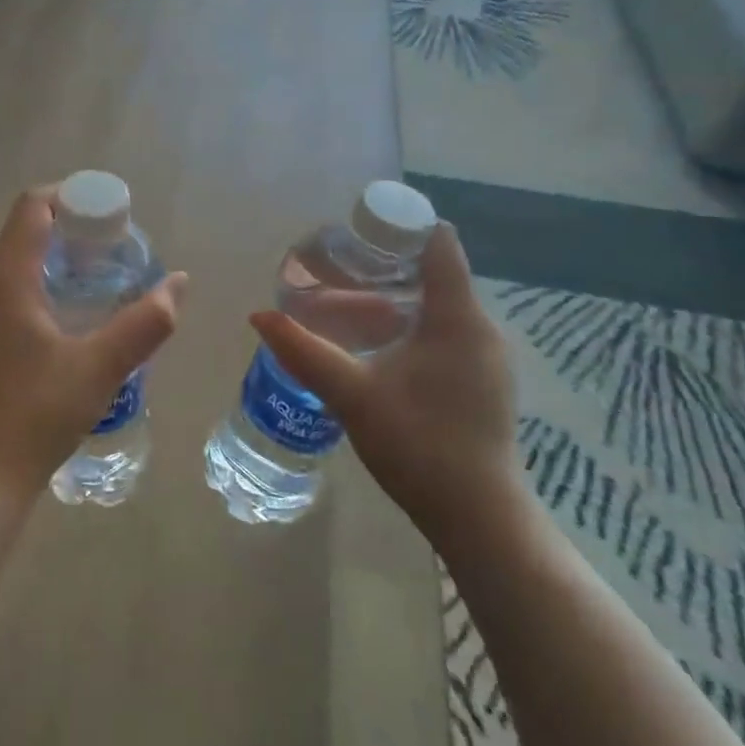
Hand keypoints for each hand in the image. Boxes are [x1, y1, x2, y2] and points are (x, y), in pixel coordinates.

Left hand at [0, 187, 187, 495]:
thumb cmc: (39, 411)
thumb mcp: (102, 366)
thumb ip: (146, 322)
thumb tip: (178, 281)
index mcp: (6, 278)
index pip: (32, 206)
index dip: (71, 197)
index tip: (110, 213)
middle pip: (26, 229)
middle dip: (72, 226)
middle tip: (115, 245)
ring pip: (18, 259)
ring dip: (59, 255)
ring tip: (102, 275)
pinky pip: (12, 286)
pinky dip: (44, 280)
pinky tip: (74, 312)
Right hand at [250, 224, 519, 547]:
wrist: (479, 518)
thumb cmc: (418, 445)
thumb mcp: (351, 394)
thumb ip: (303, 351)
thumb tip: (258, 316)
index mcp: (457, 318)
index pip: (437, 244)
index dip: (398, 227)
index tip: (354, 230)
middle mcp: (480, 328)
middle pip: (434, 272)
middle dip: (384, 264)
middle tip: (333, 266)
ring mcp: (486, 356)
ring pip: (439, 304)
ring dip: (395, 296)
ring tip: (345, 301)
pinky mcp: (483, 380)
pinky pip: (445, 330)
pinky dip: (410, 323)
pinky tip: (376, 343)